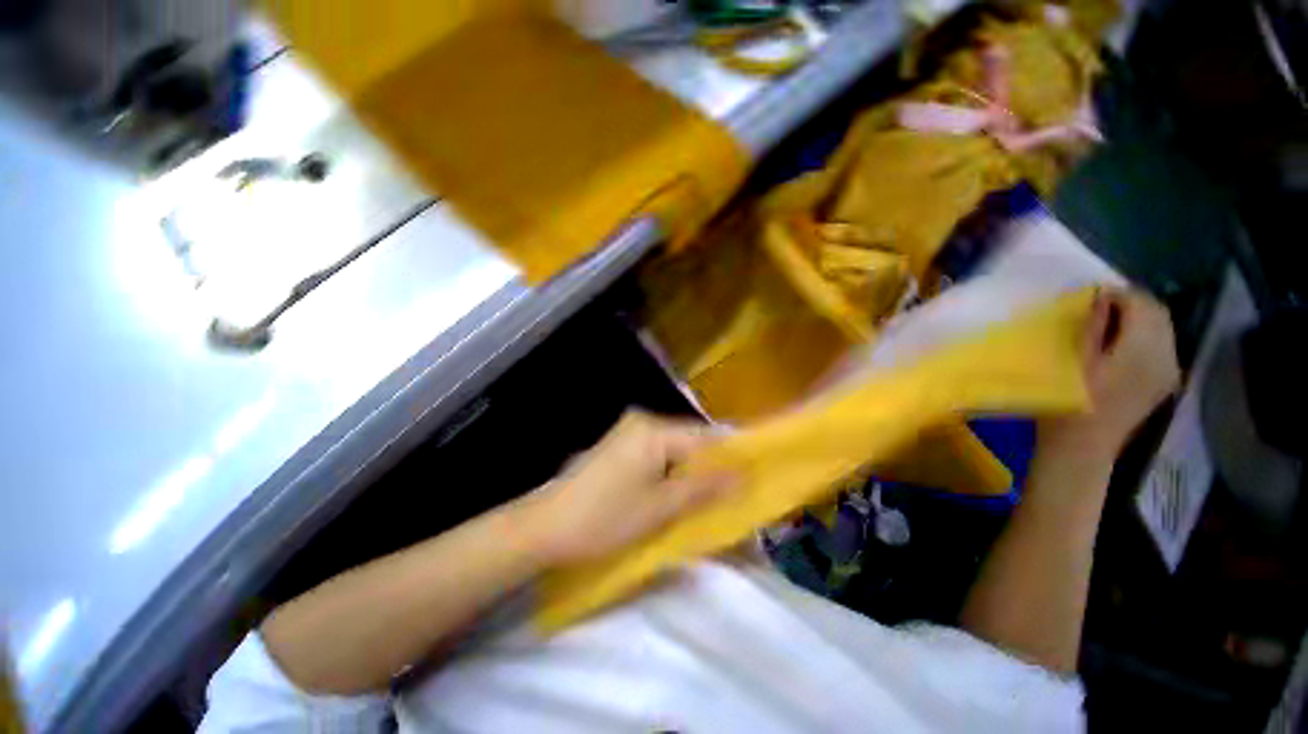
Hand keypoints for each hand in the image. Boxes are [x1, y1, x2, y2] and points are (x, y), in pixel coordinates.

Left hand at [511, 411, 736, 565]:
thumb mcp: (660, 507)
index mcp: (654, 429)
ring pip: (674, 450)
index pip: (705, 437)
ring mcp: (628, 433)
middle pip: (689, 441)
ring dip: (690, 473)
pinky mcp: (619, 447)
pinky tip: (675, 494)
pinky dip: (670, 473)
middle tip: (729, 497)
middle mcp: (643, 422)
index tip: (751, 479)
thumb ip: (703, 488)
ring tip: (707, 500)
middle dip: (709, 468)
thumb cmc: (605, 518)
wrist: (544, 527)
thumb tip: (743, 475)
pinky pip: (657, 455)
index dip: (730, 457)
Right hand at [1043, 289, 1181, 460]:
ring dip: (1139, 318)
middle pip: (1158, 313)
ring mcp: (1169, 371)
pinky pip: (1163, 345)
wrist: (1082, 450)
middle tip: (1098, 304)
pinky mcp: (1165, 381)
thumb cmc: (1066, 407)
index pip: (1141, 304)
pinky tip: (1123, 343)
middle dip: (1131, 302)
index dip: (1117, 293)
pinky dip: (1145, 334)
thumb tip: (1098, 297)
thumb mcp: (1071, 364)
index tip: (1089, 294)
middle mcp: (1165, 356)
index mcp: (1141, 351)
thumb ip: (1090, 327)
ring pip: (1163, 328)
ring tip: (1108, 321)